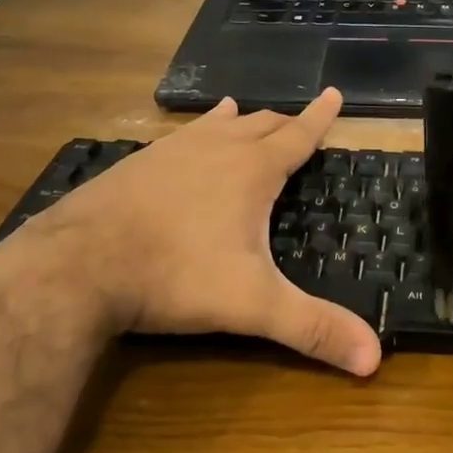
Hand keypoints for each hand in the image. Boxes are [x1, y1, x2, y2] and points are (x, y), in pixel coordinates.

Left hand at [0, 90, 381, 375]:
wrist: (78, 265)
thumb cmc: (176, 275)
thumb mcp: (252, 305)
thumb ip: (312, 328)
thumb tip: (374, 360)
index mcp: (252, 170)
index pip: (298, 135)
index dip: (320, 117)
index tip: (334, 92)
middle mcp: (216, 148)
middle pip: (261, 125)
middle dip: (284, 123)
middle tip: (298, 122)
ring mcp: (172, 151)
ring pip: (217, 124)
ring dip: (239, 121)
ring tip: (244, 111)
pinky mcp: (137, 162)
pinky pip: (180, 136)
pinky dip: (198, 130)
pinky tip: (186, 138)